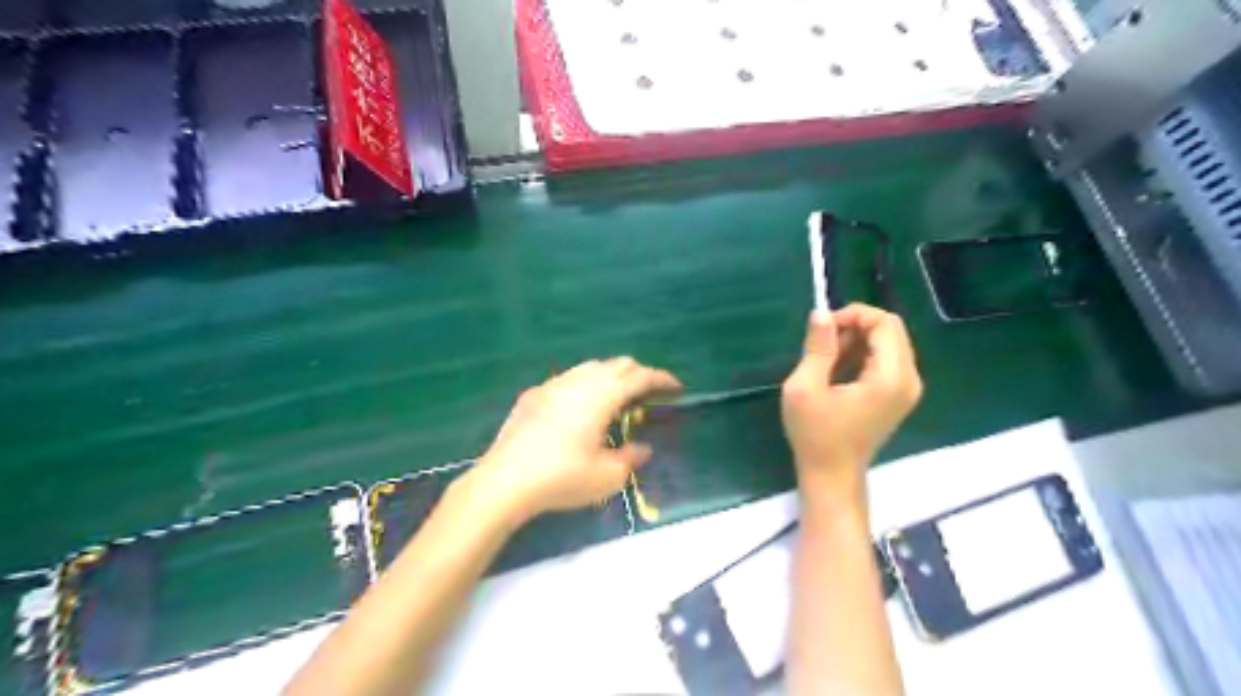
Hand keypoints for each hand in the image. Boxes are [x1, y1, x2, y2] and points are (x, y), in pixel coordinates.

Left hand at [467, 359, 676, 520]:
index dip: (662, 379)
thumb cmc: (562, 478)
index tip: (676, 387)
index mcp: (601, 396)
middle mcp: (579, 381)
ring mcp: (552, 385)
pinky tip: (579, 407)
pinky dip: (585, 384)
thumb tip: (642, 448)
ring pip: (589, 367)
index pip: (639, 377)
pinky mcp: (533, 395)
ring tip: (616, 396)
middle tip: (649, 393)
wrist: (505, 481)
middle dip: (638, 373)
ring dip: (610, 375)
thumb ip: (631, 458)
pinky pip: (567, 379)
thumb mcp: (607, 476)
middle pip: (616, 364)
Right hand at [784, 305, 918, 504]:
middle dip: (856, 326)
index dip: (853, 315)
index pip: (884, 323)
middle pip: (891, 329)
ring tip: (827, 360)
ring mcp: (907, 389)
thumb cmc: (815, 434)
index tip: (823, 329)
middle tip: (823, 343)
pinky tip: (838, 372)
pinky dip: (863, 355)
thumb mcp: (805, 388)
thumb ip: (817, 347)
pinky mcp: (899, 396)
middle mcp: (909, 379)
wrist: (832, 475)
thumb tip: (821, 312)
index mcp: (890, 377)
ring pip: (889, 343)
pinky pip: (886, 360)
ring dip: (858, 340)